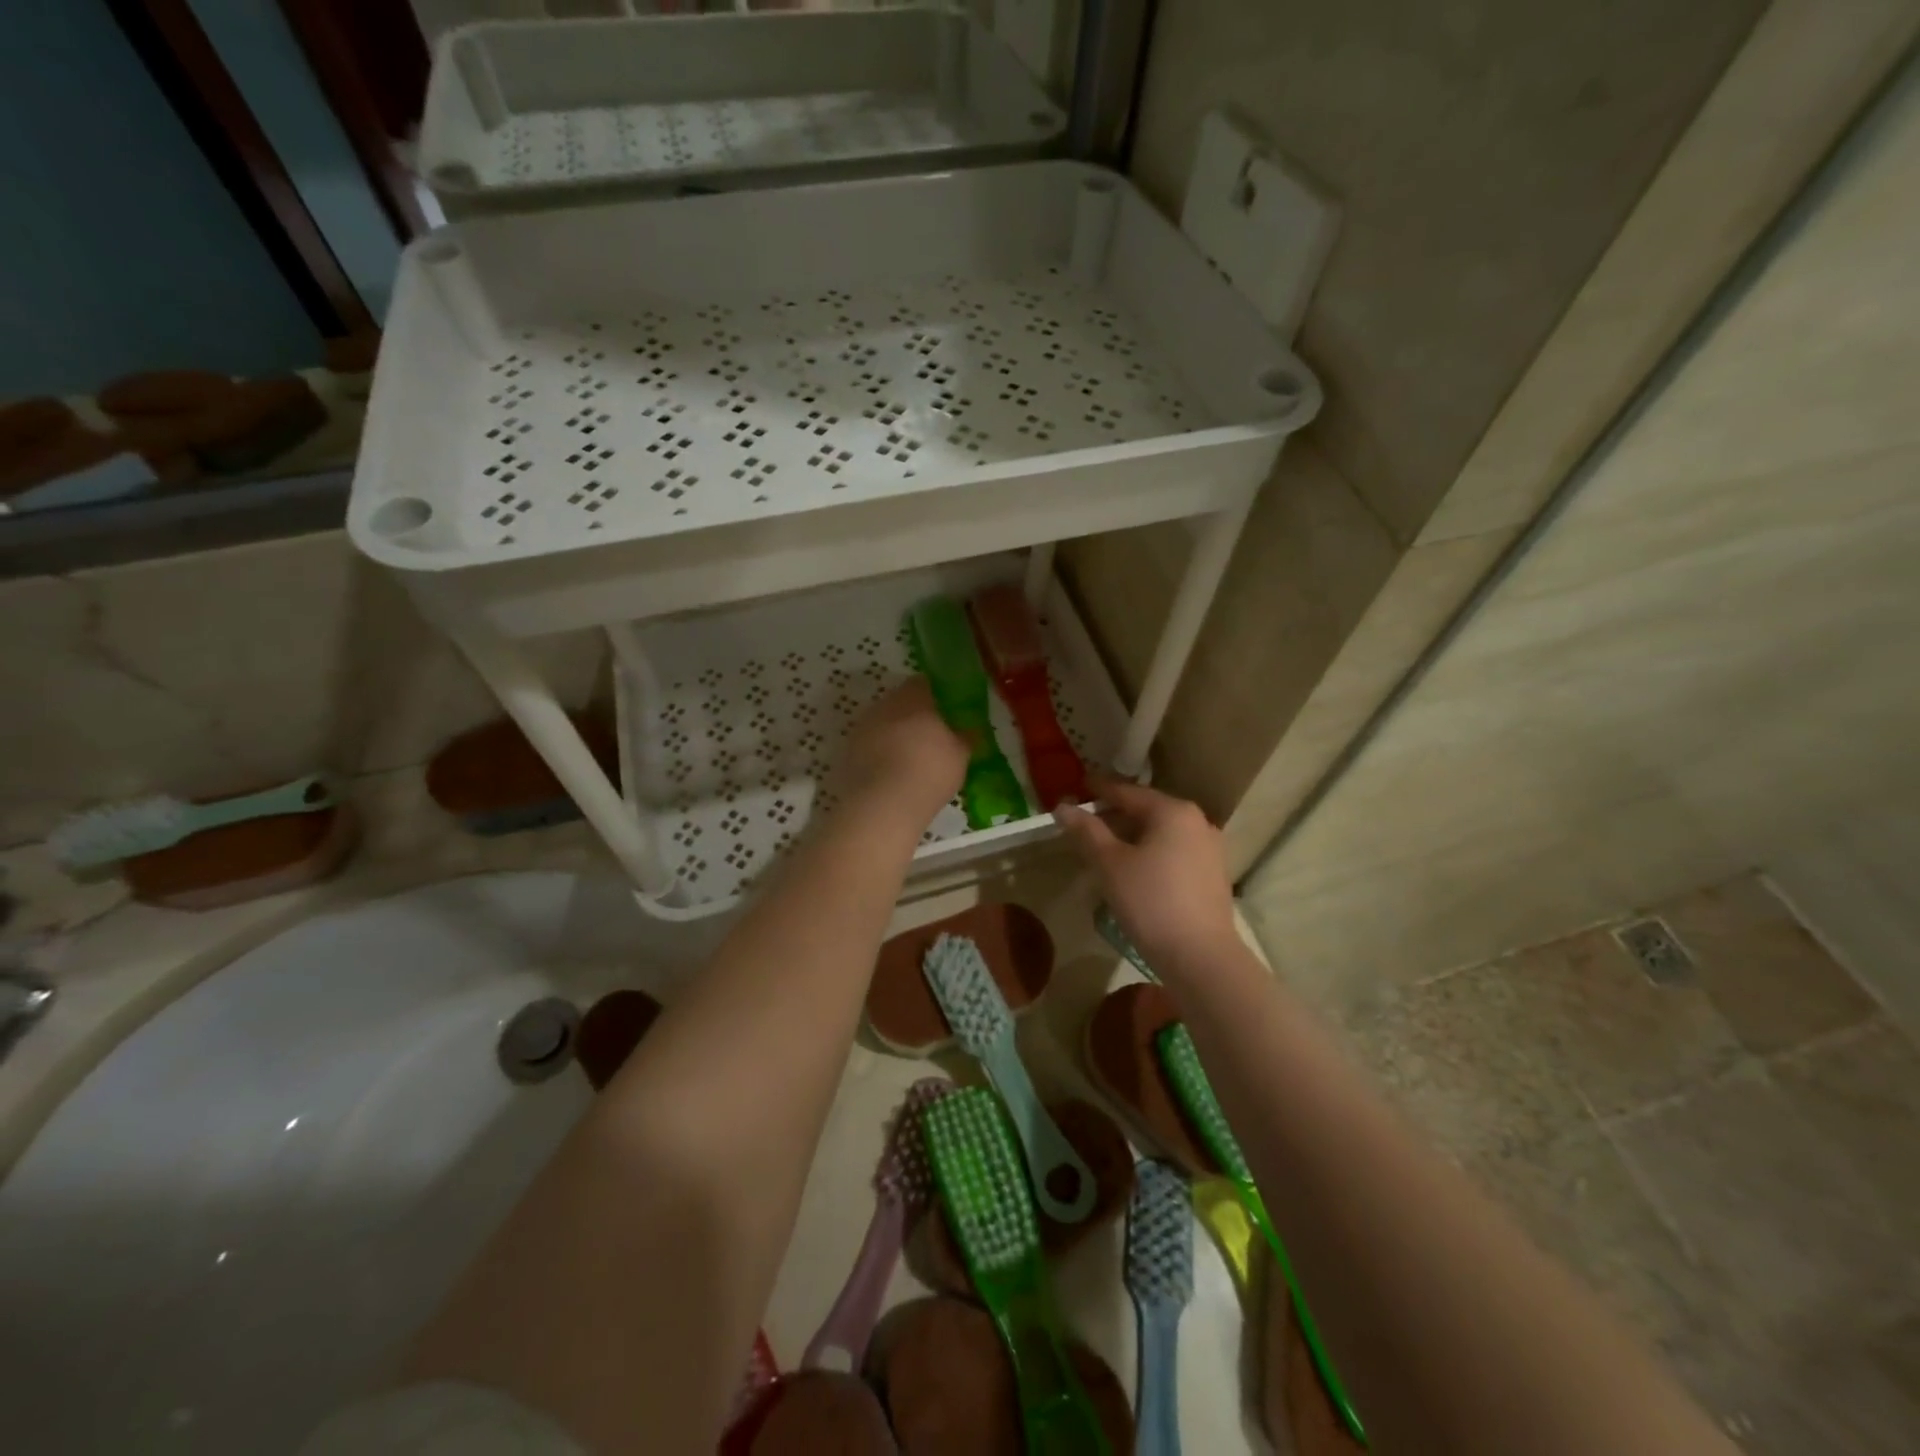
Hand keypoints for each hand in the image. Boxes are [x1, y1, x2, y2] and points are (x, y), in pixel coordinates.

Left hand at [835, 679, 968, 829]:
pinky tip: (893, 773)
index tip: (947, 710)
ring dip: (895, 734)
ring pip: (883, 723)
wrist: (883, 804)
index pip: (923, 683)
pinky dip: (881, 754)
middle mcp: (884, 705)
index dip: (935, 694)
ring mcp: (862, 728)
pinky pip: (870, 746)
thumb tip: (971, 730)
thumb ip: (965, 738)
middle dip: (914, 715)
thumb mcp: (960, 755)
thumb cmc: (930, 770)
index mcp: (913, 698)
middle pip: (900, 702)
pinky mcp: (848, 752)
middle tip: (932, 735)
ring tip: (912, 757)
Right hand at [1054, 778, 1240, 976]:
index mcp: (1172, 811)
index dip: (1099, 789)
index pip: (1127, 792)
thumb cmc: (1150, 901)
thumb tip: (1062, 807)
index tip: (1078, 786)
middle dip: (1115, 814)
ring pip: (1162, 832)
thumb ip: (1086, 831)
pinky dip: (1151, 852)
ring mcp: (1210, 848)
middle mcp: (1197, 821)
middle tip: (1086, 820)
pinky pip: (1174, 851)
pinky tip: (1134, 868)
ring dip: (1133, 835)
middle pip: (1147, 810)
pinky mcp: (1213, 874)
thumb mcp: (1110, 864)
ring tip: (1106, 846)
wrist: (1201, 957)